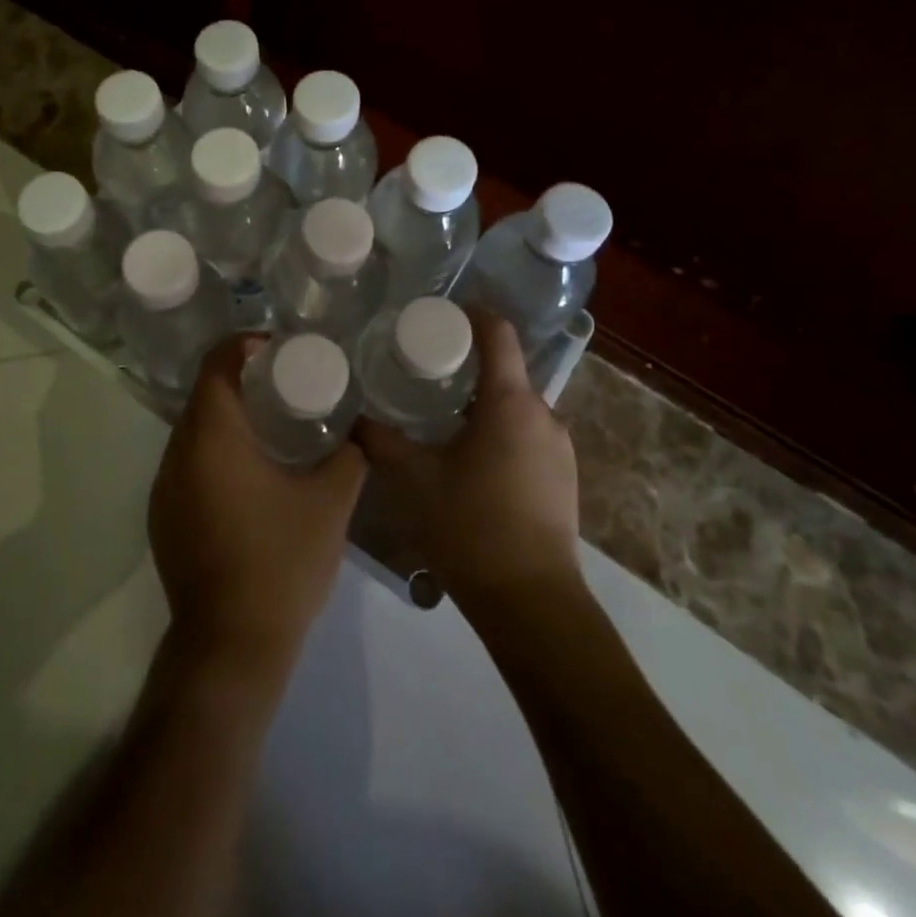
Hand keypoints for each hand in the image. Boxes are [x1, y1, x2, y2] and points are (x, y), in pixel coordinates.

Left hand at [149, 336, 366, 677]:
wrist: (231, 645)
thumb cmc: (281, 562)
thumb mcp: (330, 503)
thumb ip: (349, 456)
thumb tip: (359, 431)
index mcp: (212, 437)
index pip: (215, 364)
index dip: (243, 345)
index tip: (278, 350)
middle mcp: (177, 453)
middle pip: (203, 395)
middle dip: (240, 381)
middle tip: (284, 385)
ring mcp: (163, 488)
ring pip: (193, 431)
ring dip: (226, 419)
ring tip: (271, 426)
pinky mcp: (162, 517)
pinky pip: (187, 464)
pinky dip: (214, 452)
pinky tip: (248, 474)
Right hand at [360, 308, 580, 607]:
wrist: (531, 602)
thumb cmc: (470, 526)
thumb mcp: (412, 478)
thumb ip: (379, 440)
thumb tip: (352, 416)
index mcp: (510, 402)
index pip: (498, 333)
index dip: (472, 314)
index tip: (440, 314)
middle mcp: (543, 415)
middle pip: (505, 371)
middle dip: (467, 365)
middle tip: (423, 371)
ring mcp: (560, 448)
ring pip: (516, 407)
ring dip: (482, 404)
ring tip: (441, 416)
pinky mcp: (564, 478)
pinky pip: (528, 435)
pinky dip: (500, 432)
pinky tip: (470, 460)